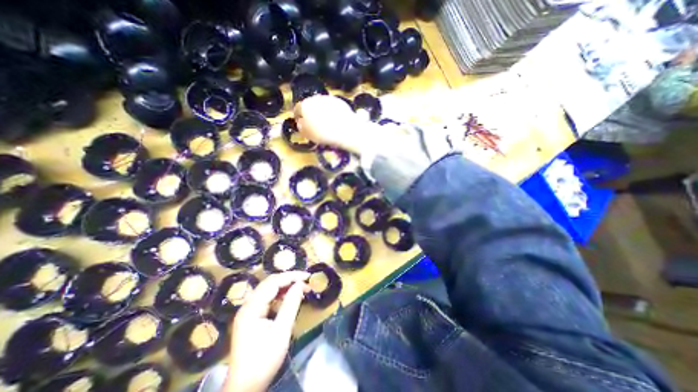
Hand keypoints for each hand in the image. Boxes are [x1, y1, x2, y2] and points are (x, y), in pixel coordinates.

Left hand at [227, 273, 307, 391]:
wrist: (245, 387)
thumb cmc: (264, 360)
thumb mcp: (281, 331)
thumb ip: (291, 305)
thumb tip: (300, 285)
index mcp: (251, 308)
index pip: (273, 283)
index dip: (291, 276)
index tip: (307, 276)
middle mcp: (247, 305)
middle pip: (269, 283)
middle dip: (289, 279)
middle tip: (305, 280)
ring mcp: (248, 311)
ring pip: (268, 290)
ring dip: (285, 286)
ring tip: (300, 287)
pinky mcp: (251, 317)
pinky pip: (267, 298)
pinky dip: (280, 295)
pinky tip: (289, 297)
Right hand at [294, 95, 380, 154]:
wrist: (345, 130)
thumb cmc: (323, 134)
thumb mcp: (307, 134)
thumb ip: (301, 127)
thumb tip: (301, 122)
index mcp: (305, 105)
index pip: (298, 109)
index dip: (298, 117)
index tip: (301, 123)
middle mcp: (316, 98)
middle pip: (310, 105)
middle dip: (311, 113)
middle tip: (314, 123)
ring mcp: (329, 98)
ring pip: (322, 104)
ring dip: (322, 111)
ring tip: (326, 123)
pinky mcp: (340, 101)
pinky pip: (333, 107)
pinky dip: (332, 112)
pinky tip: (335, 121)